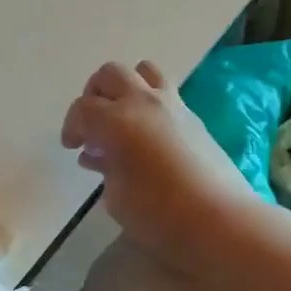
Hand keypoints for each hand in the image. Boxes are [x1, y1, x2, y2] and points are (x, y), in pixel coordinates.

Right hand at [61, 60, 256, 277]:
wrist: (219, 220)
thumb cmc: (157, 214)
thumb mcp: (116, 196)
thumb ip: (104, 168)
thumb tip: (100, 155)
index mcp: (116, 121)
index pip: (82, 108)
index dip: (71, 126)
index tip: (72, 147)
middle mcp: (143, 102)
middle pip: (110, 74)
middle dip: (94, 95)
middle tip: (93, 125)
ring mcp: (173, 105)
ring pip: (144, 70)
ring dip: (126, 87)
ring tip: (123, 116)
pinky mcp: (194, 117)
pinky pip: (166, 92)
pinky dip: (150, 103)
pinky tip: (148, 135)